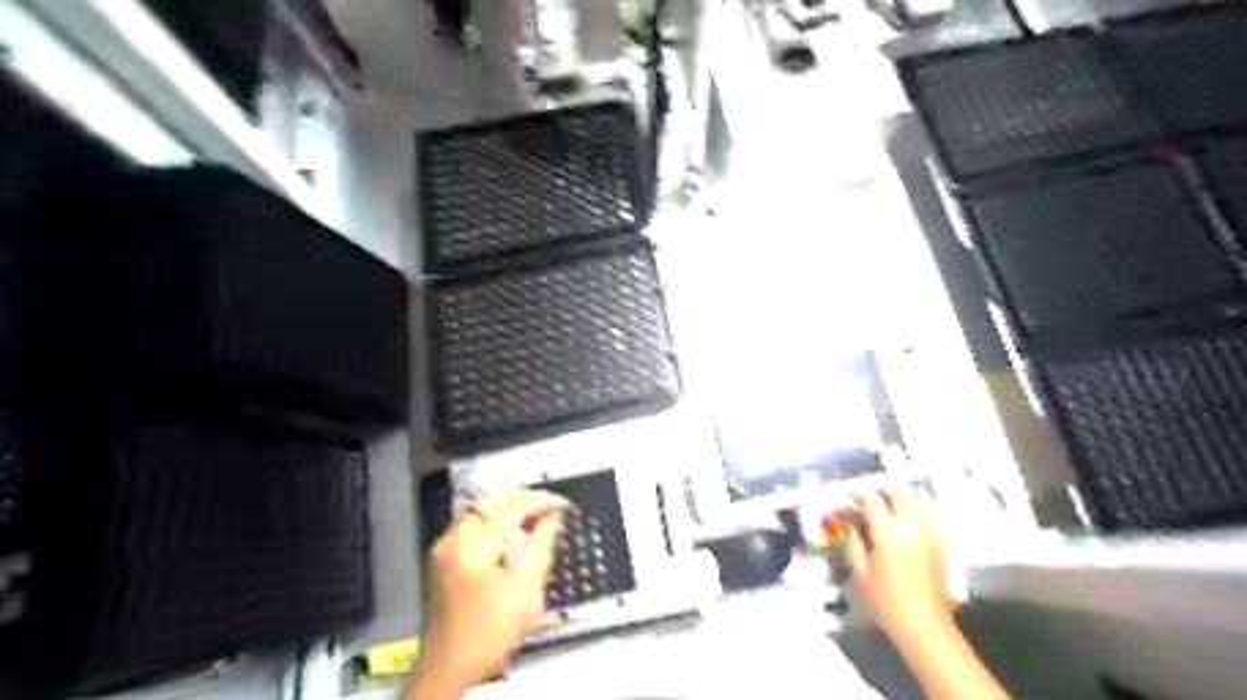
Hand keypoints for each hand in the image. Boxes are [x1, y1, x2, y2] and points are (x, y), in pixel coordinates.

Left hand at [410, 489, 566, 697]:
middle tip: (550, 507)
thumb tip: (552, 518)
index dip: (539, 502)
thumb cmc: (489, 635)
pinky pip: (470, 522)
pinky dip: (493, 518)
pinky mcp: (441, 555)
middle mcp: (453, 541)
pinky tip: (511, 528)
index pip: (511, 511)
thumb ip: (540, 549)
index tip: (561, 503)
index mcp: (473, 552)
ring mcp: (443, 547)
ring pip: (479, 509)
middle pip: (491, 503)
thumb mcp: (524, 595)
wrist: (447, 667)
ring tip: (535, 515)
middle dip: (523, 499)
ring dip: (507, 507)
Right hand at [849, 491, 955, 643]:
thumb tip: (852, 525)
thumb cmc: (886, 598)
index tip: (851, 497)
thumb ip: (853, 542)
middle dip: (882, 495)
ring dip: (899, 504)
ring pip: (914, 506)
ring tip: (887, 512)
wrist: (925, 623)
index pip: (872, 500)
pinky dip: (912, 518)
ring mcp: (929, 534)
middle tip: (870, 501)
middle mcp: (911, 525)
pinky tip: (904, 529)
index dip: (859, 495)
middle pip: (898, 496)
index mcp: (888, 529)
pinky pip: (924, 521)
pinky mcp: (940, 545)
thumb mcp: (859, 571)